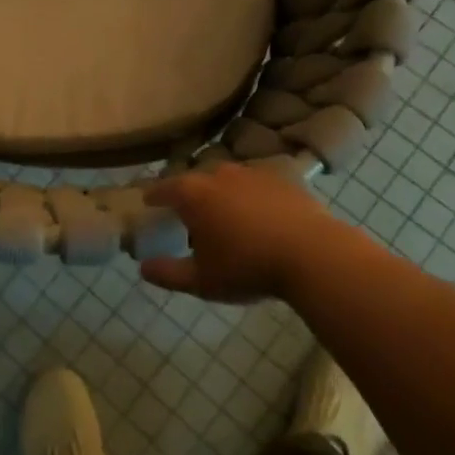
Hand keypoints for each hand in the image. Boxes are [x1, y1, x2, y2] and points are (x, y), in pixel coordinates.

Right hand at [141, 163, 341, 302]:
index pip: (164, 188)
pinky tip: (259, 216)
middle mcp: (220, 175)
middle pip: (197, 180)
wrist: (312, 254)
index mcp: (194, 194)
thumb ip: (168, 273)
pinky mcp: (283, 180)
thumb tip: (143, 267)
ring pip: (228, 180)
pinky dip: (251, 197)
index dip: (154, 196)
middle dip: (189, 194)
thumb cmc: (247, 266)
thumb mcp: (202, 280)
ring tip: (225, 214)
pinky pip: (257, 185)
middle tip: (188, 212)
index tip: (149, 202)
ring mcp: (254, 174)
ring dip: (221, 193)